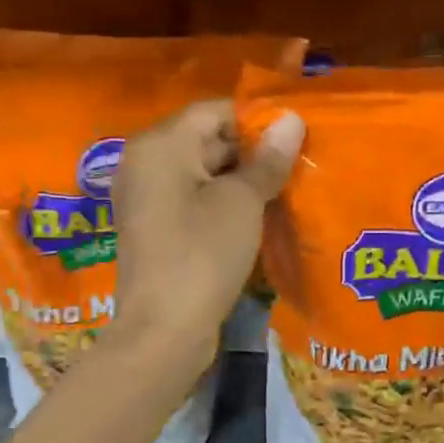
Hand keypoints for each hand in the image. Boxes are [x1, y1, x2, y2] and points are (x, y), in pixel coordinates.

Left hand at [109, 99, 304, 372]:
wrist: (163, 330)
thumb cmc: (202, 254)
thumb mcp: (242, 202)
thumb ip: (267, 160)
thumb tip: (292, 120)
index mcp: (159, 144)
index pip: (214, 111)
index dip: (257, 121)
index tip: (296, 139)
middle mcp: (144, 163)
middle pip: (206, 140)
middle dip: (252, 152)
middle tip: (298, 166)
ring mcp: (146, 198)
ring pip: (202, 174)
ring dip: (241, 181)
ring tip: (285, 191)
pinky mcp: (155, 229)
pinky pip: (193, 201)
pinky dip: (222, 204)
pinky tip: (257, 217)